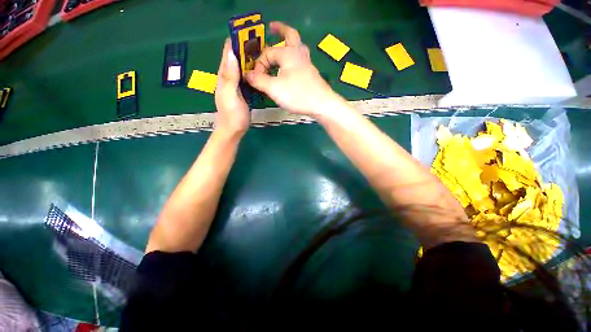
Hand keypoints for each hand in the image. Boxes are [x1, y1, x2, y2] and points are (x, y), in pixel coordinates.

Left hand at [214, 38, 249, 137]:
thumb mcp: (230, 96)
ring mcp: (235, 86)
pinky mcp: (242, 93)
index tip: (247, 34)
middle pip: (235, 59)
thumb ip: (230, 77)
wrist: (233, 130)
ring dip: (249, 60)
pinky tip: (259, 71)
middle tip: (259, 43)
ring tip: (262, 53)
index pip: (228, 54)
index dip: (235, 42)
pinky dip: (252, 72)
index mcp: (224, 76)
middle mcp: (228, 78)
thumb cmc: (232, 115)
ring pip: (241, 68)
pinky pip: (246, 79)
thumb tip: (232, 55)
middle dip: (244, 49)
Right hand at [245, 22, 342, 118]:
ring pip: (297, 47)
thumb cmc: (298, 94)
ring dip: (288, 43)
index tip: (255, 77)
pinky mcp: (311, 74)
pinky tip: (290, 68)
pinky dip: (293, 58)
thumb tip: (247, 75)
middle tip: (271, 28)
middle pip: (290, 35)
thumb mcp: (274, 88)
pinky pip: (300, 60)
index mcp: (288, 53)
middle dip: (280, 30)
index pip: (268, 53)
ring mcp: (307, 64)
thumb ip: (259, 80)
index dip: (259, 64)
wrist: (321, 104)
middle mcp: (299, 54)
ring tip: (280, 46)